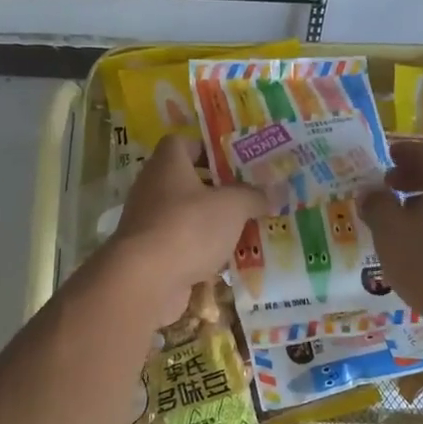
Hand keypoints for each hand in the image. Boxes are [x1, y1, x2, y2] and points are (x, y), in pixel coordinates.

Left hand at [107, 136, 267, 326]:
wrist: (146, 280)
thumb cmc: (189, 227)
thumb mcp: (232, 206)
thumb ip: (254, 196)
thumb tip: (276, 191)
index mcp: (167, 164)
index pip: (181, 143)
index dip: (206, 148)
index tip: (233, 161)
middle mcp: (152, 188)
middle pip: (185, 181)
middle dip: (216, 189)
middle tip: (248, 196)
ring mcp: (148, 223)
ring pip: (185, 216)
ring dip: (211, 223)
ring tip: (244, 229)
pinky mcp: (150, 255)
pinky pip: (181, 246)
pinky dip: (201, 252)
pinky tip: (226, 260)